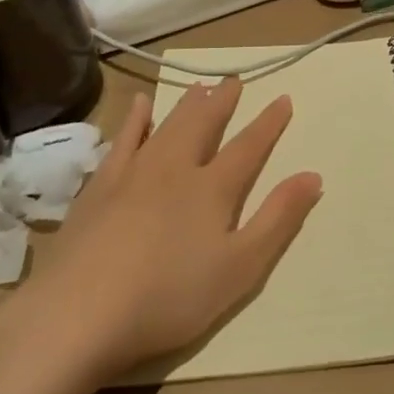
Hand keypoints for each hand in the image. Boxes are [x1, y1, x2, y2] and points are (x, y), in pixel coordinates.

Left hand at [0, 79, 321, 393]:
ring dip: (186, 104)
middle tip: (234, 80)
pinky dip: (136, 120)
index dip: (269, 123)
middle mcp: (176, 168)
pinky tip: (140, 106)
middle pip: (204, 124)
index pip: (249, 146)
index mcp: (213, 188)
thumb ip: (278, 219)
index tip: (283, 98)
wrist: (79, 313)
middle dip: (223, 101)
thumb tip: (313, 175)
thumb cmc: (168, 297)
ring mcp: (134, 173)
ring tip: (199, 85)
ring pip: (168, 125)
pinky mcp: (100, 186)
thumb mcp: (240, 268)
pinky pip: (123, 140)